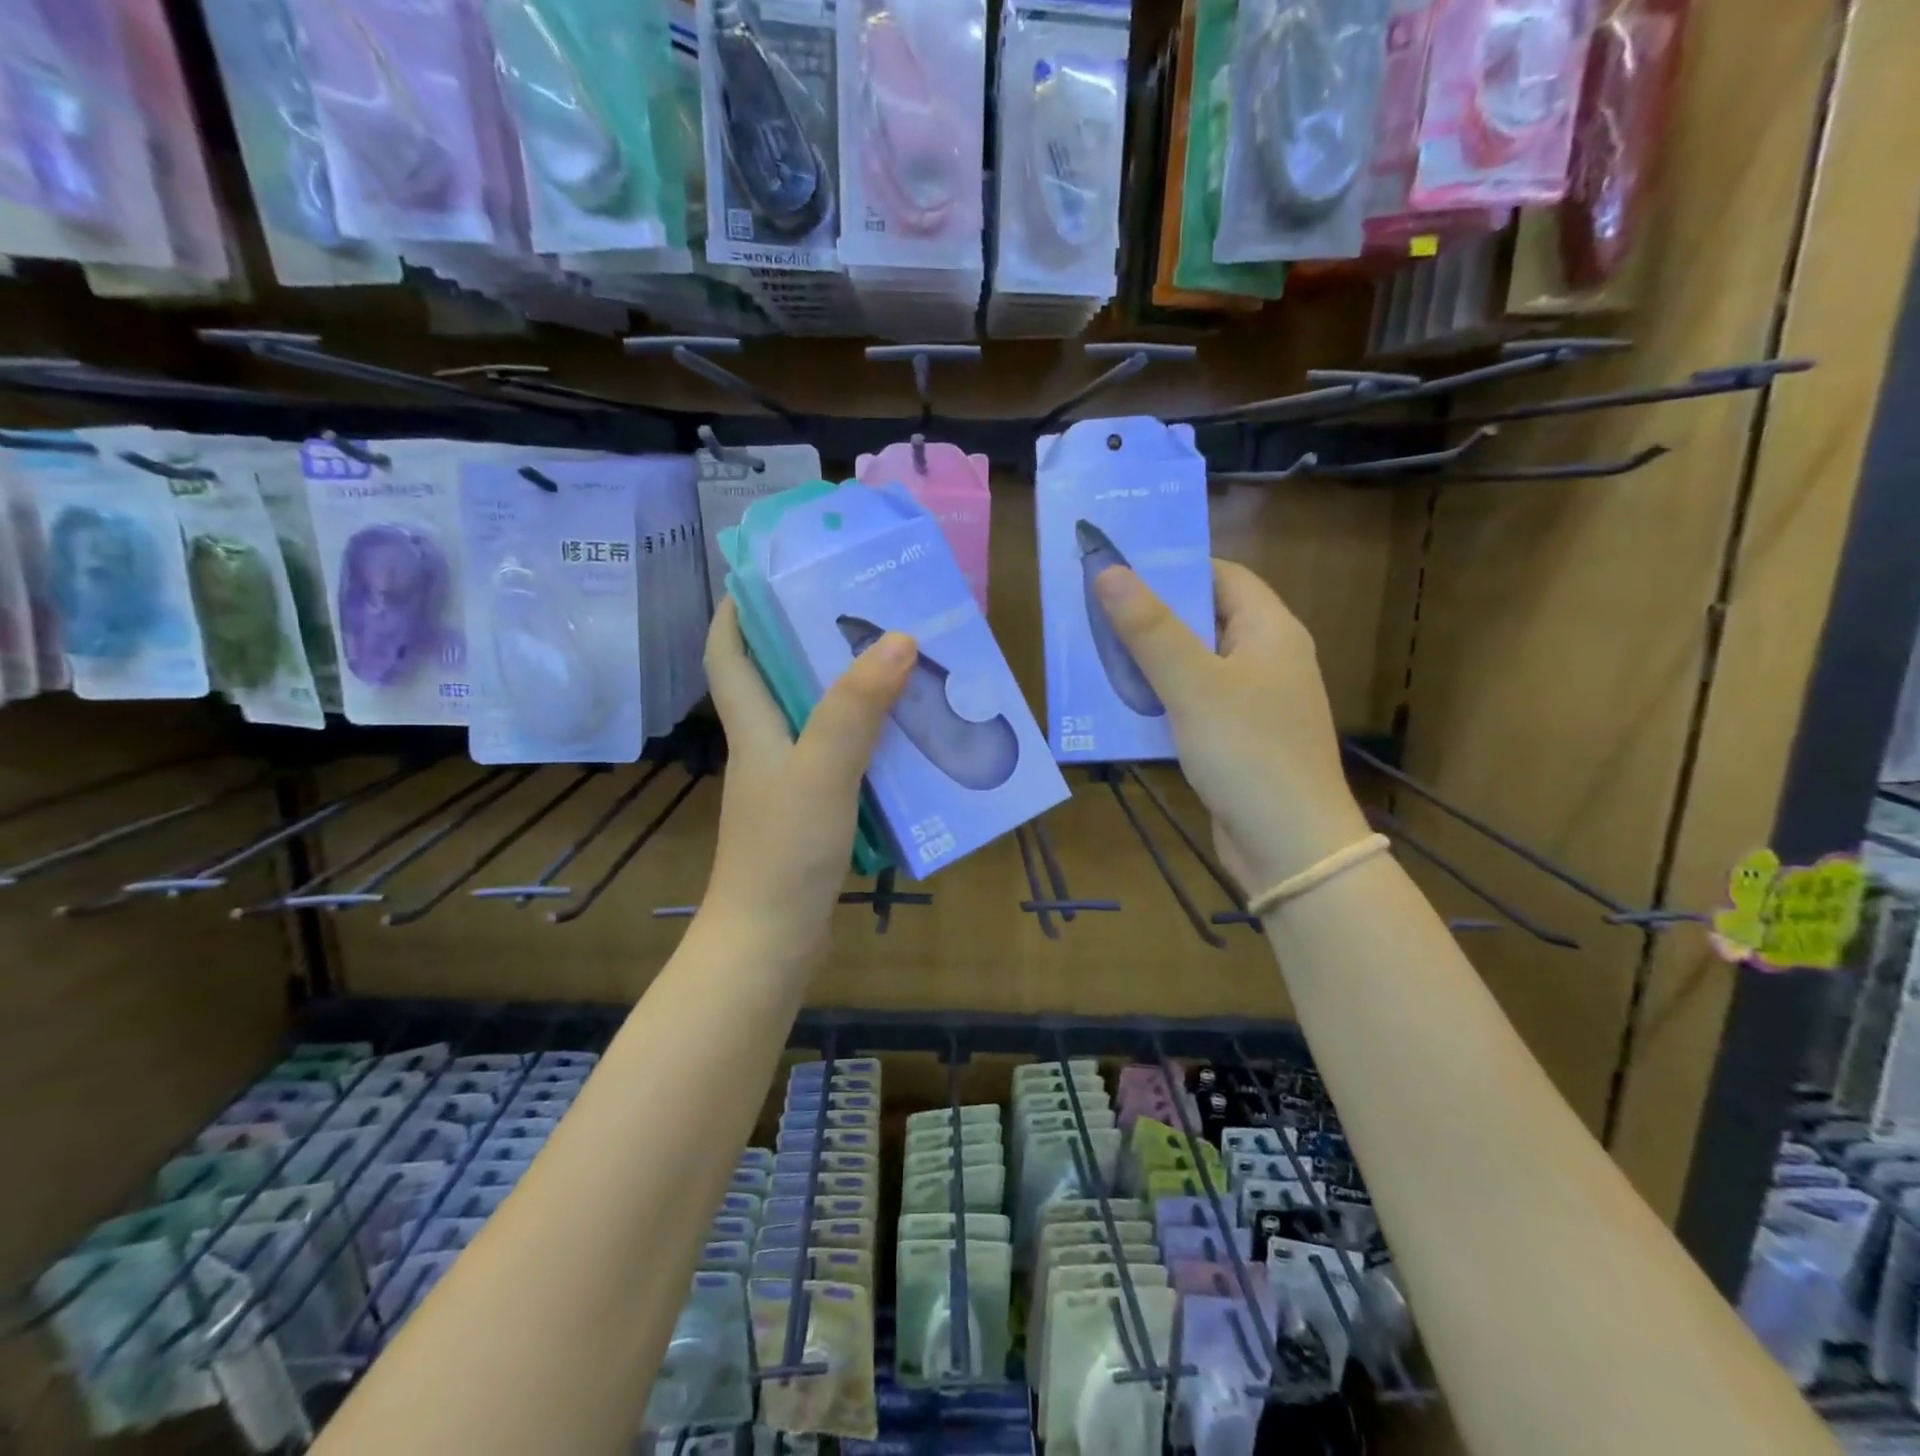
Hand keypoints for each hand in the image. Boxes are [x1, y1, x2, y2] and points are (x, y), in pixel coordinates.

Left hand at [698, 599, 913, 969]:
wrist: (772, 943)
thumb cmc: (783, 852)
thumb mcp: (822, 770)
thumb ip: (855, 707)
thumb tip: (898, 637)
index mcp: (753, 728)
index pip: (727, 655)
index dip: (736, 612)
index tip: (770, 576)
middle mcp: (767, 748)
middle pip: (779, 679)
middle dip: (812, 641)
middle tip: (867, 612)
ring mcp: (790, 783)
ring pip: (818, 720)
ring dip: (851, 692)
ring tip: (901, 666)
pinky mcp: (814, 814)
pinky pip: (842, 759)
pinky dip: (869, 742)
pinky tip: (908, 740)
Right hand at [1094, 560, 1369, 892]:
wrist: (1290, 846)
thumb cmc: (1248, 752)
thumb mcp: (1193, 685)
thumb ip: (1150, 629)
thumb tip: (1109, 570)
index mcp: (1271, 631)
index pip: (1222, 576)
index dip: (1174, 568)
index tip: (1121, 569)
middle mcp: (1267, 659)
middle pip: (1205, 620)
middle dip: (1152, 616)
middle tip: (1095, 611)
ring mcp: (1254, 703)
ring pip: (1195, 665)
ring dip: (1150, 661)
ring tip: (1097, 654)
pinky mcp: (1237, 739)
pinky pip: (1193, 704)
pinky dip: (1160, 699)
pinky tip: (1121, 706)